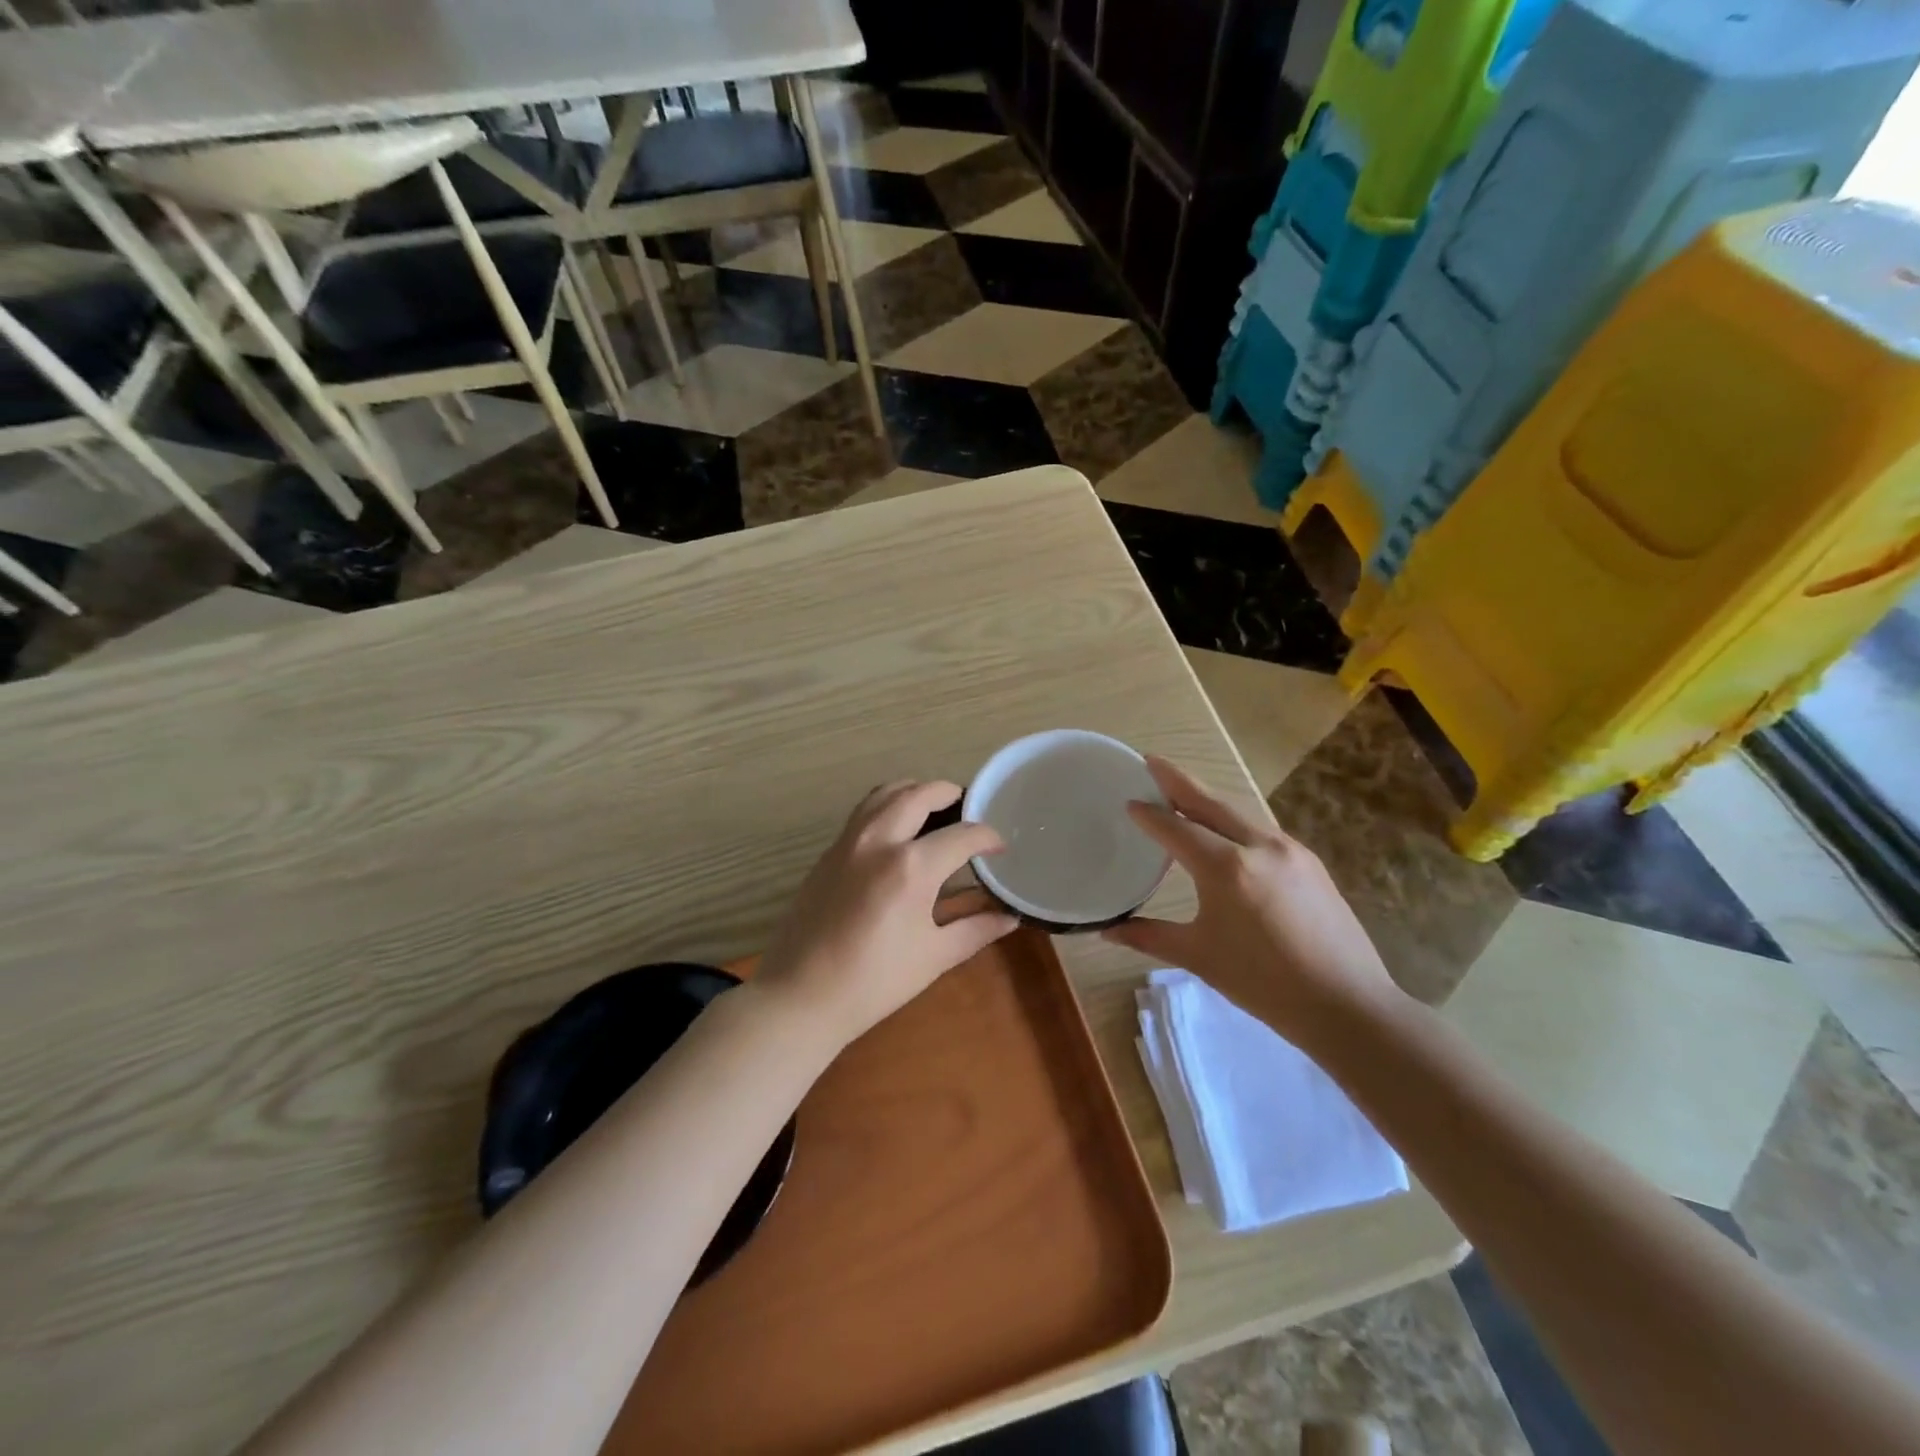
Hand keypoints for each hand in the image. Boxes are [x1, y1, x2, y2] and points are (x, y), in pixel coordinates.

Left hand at [754, 781, 1018, 1051]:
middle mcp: (880, 840)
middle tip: (968, 809)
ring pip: (885, 793)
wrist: (801, 996)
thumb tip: (1011, 918)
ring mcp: (849, 841)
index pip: (962, 835)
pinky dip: (888, 805)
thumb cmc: (875, 982)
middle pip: (920, 794)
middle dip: (950, 794)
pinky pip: (864, 811)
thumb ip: (976, 929)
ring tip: (933, 808)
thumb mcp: (934, 956)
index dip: (988, 837)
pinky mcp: (829, 851)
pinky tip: (898, 830)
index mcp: (912, 867)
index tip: (1000, 847)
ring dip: (914, 791)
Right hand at [1103, 757, 1402, 1046]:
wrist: (1348, 1005)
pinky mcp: (1309, 862)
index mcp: (1227, 868)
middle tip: (1151, 762)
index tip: (1129, 802)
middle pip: (1210, 803)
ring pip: (1239, 813)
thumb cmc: (1264, 983)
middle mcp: (1259, 846)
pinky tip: (1226, 831)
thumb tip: (1107, 930)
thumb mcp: (1200, 957)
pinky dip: (1233, 820)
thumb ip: (1150, 937)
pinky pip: (1261, 830)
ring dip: (1207, 798)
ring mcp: (1290, 850)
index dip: (1150, 815)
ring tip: (1182, 792)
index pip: (1177, 829)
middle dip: (1178, 780)